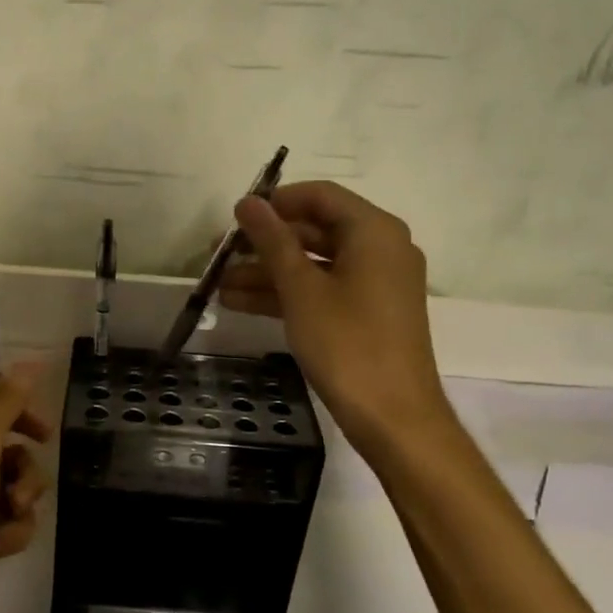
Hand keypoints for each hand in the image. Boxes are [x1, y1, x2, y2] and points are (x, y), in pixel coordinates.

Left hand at [0, 362, 51, 612]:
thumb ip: (2, 403)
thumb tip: (30, 362)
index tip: (10, 384)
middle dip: (19, 434)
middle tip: (41, 436)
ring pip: (7, 468)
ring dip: (22, 486)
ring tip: (14, 507)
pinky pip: (8, 508)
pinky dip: (12, 523)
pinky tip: (0, 544)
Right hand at [220, 181, 453, 462]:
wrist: (393, 416)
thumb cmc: (347, 344)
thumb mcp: (302, 290)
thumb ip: (273, 241)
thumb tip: (248, 203)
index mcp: (373, 231)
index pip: (319, 196)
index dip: (275, 202)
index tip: (235, 218)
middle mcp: (380, 249)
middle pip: (314, 231)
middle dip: (264, 243)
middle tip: (219, 254)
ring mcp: (375, 283)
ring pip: (313, 265)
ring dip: (267, 273)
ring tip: (219, 285)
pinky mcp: (366, 313)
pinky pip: (322, 290)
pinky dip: (286, 295)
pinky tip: (240, 303)